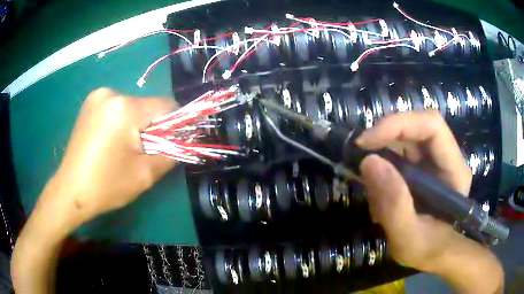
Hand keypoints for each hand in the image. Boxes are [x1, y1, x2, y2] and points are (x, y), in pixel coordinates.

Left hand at [12, 88, 177, 293]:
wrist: (70, 191)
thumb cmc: (106, 185)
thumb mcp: (145, 174)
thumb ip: (171, 153)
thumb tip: (184, 141)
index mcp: (124, 109)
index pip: (166, 105)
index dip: (176, 123)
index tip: (173, 142)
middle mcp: (111, 94)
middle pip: (147, 106)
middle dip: (153, 127)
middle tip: (145, 152)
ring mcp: (97, 96)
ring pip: (132, 107)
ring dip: (136, 125)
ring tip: (124, 149)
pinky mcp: (90, 103)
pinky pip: (117, 108)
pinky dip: (122, 122)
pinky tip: (111, 141)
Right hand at [356, 111, 471, 272]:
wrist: (433, 253)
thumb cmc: (426, 249)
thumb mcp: (408, 238)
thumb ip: (394, 205)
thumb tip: (368, 162)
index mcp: (454, 169)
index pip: (431, 126)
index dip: (398, 125)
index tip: (365, 142)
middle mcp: (447, 156)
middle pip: (416, 126)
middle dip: (385, 140)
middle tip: (361, 161)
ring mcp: (434, 159)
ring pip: (404, 139)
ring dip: (382, 158)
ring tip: (374, 194)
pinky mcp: (422, 165)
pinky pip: (399, 153)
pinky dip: (383, 169)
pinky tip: (380, 195)